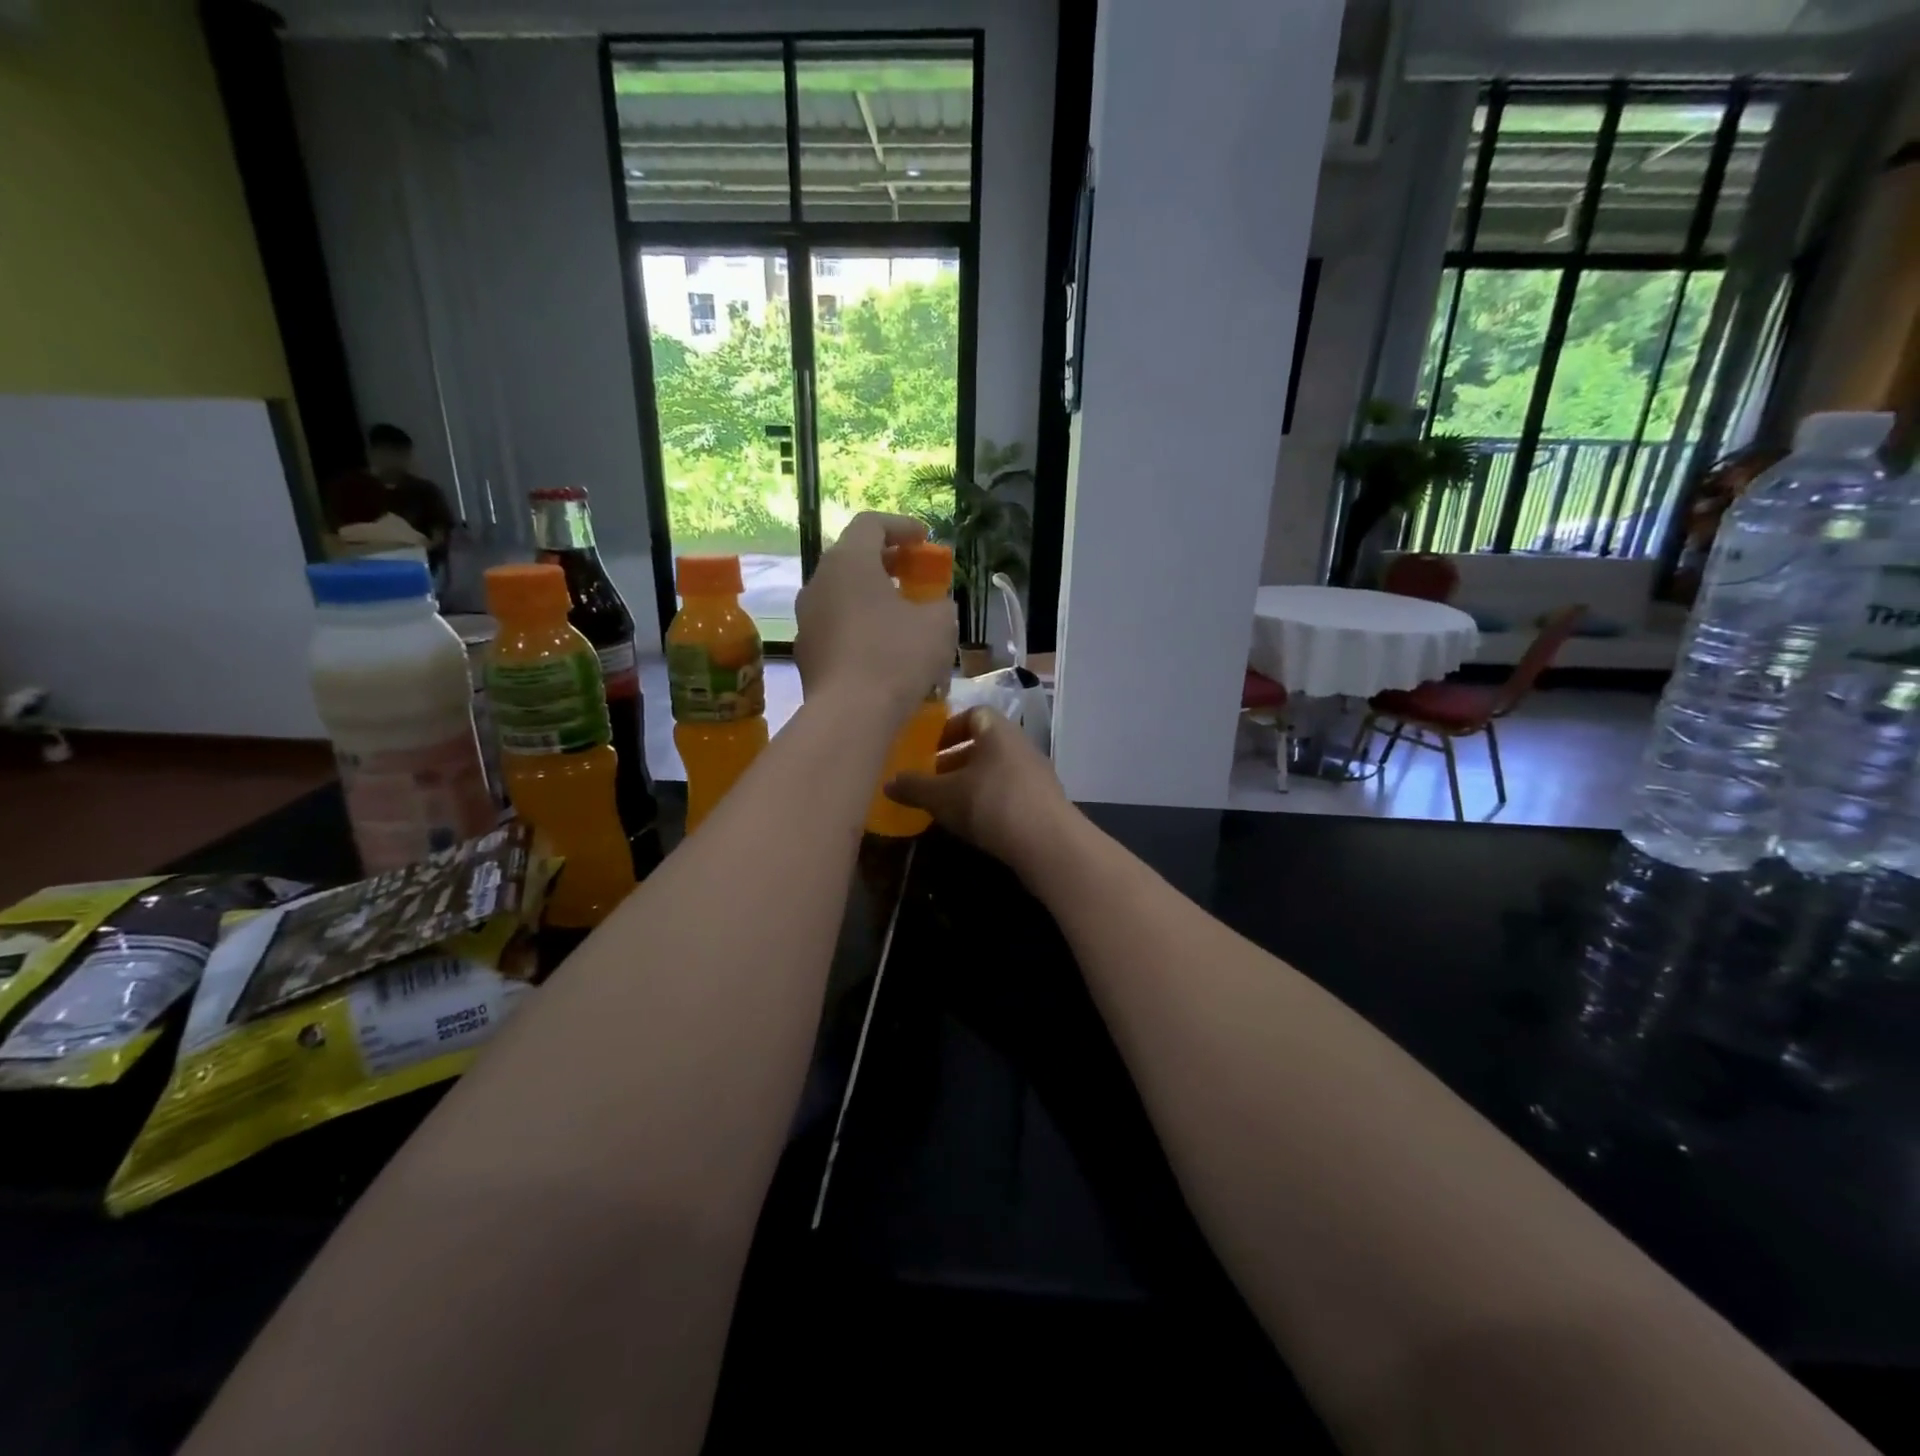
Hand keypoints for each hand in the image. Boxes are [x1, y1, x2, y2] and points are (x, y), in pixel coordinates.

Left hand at [795, 513, 956, 723]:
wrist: (850, 715)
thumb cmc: (896, 656)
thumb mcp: (939, 625)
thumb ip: (940, 605)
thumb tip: (935, 607)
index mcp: (848, 562)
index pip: (870, 524)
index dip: (901, 526)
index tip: (924, 540)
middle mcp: (818, 582)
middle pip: (852, 558)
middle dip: (886, 563)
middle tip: (913, 575)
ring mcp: (807, 619)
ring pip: (842, 595)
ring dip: (871, 598)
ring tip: (901, 616)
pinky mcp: (806, 652)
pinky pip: (836, 627)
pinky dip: (859, 627)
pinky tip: (882, 650)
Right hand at [885, 707, 1076, 876]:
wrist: (1048, 843)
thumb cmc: (990, 804)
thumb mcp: (942, 796)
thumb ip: (914, 787)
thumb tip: (888, 783)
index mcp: (997, 730)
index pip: (973, 714)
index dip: (949, 728)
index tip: (930, 749)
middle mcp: (1021, 744)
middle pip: (985, 744)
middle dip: (957, 760)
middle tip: (934, 780)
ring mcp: (1038, 774)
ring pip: (998, 770)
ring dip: (974, 783)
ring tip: (951, 806)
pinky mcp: (1046, 802)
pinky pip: (1012, 793)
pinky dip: (992, 802)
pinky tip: (978, 825)